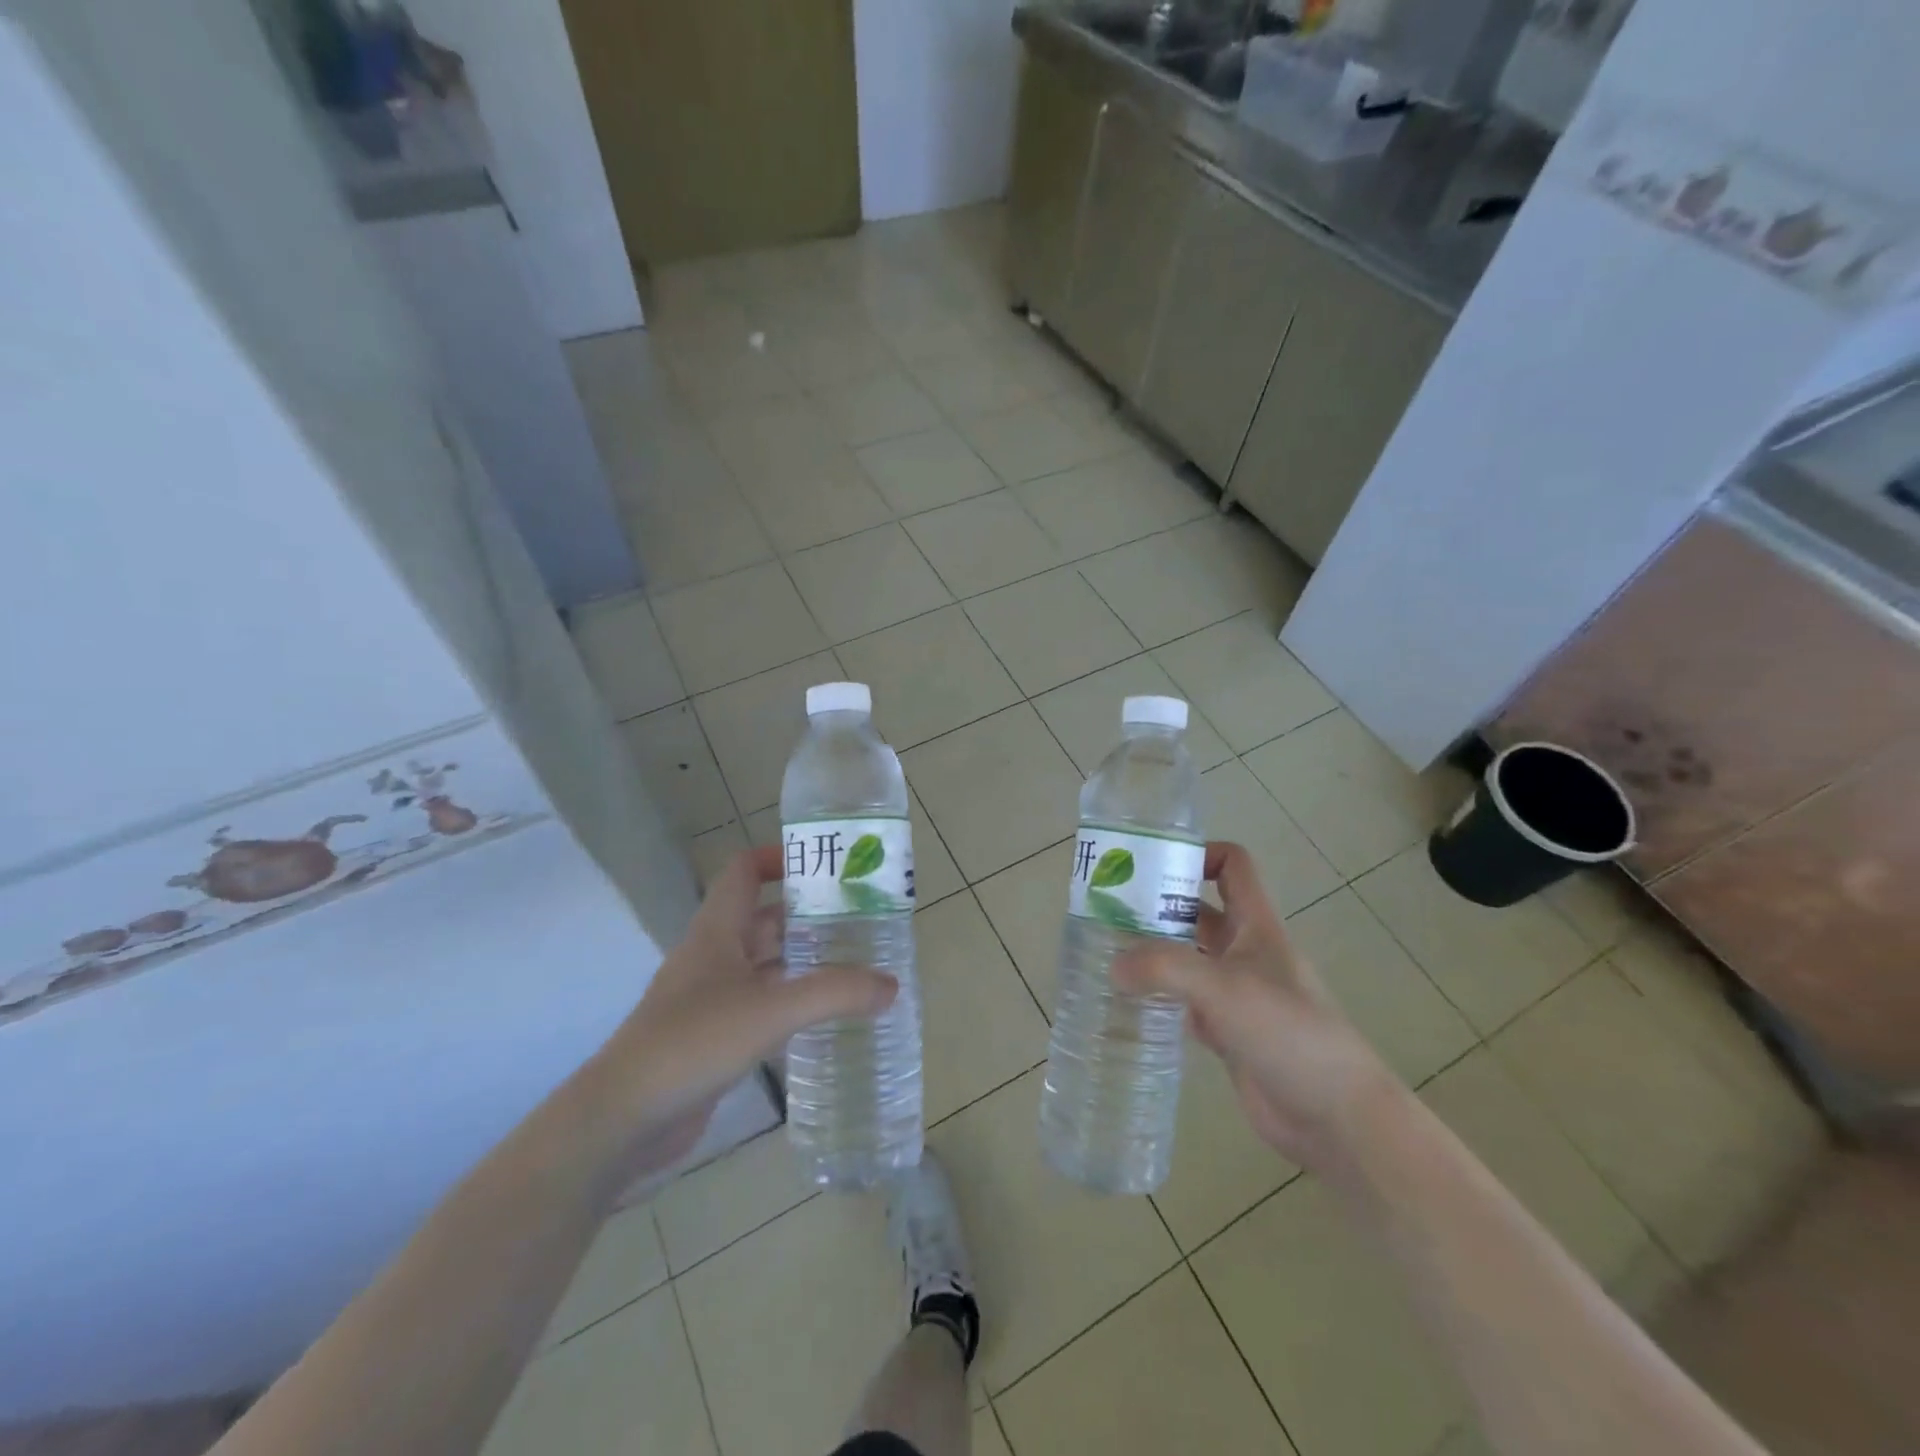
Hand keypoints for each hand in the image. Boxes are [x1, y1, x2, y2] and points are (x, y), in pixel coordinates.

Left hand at [586, 847, 896, 1176]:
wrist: (622, 1119)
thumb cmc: (693, 1042)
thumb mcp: (771, 1010)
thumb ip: (835, 993)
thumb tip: (891, 985)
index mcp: (717, 931)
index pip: (744, 871)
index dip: (780, 858)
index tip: (827, 867)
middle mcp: (713, 956)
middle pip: (764, 918)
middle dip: (809, 916)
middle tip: (861, 921)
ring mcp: (710, 999)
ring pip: (765, 965)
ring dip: (804, 961)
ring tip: (855, 965)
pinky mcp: (713, 1038)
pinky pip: (761, 1005)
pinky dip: (791, 1003)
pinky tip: (824, 1017)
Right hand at [1112, 842, 1398, 1171]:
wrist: (1336, 1115)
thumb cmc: (1288, 1032)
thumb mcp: (1223, 987)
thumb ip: (1164, 968)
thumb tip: (1114, 965)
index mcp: (1256, 926)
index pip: (1232, 867)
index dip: (1198, 855)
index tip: (1151, 866)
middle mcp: (1245, 952)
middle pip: (1198, 911)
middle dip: (1158, 906)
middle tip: (1107, 911)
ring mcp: (1237, 994)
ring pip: (1188, 958)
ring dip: (1154, 953)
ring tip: (1107, 953)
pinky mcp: (1228, 1032)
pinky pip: (1186, 1002)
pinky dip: (1160, 998)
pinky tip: (1130, 1002)